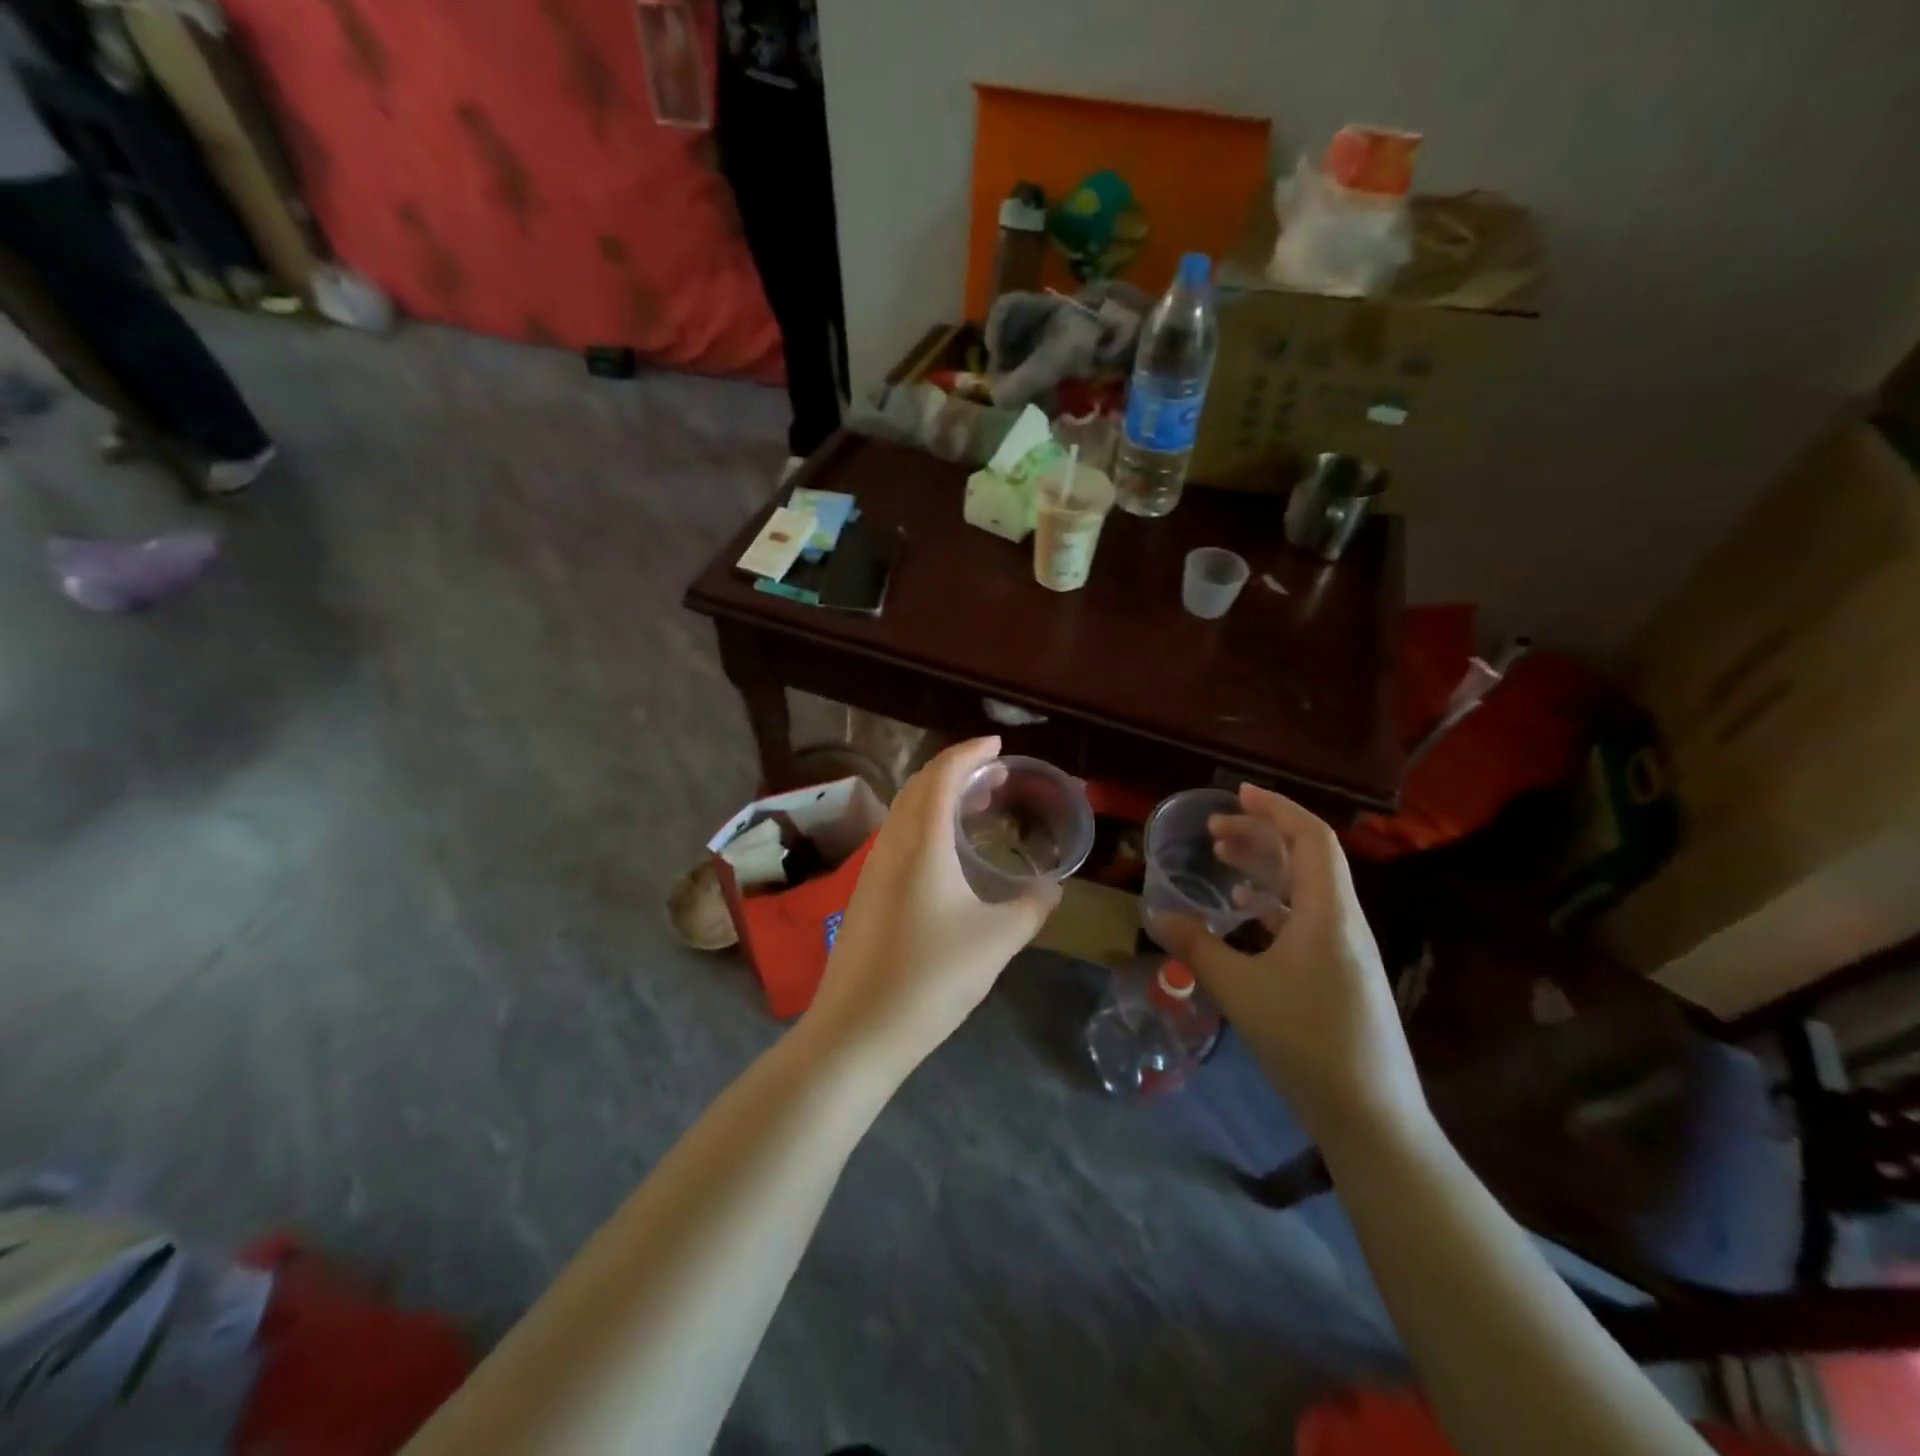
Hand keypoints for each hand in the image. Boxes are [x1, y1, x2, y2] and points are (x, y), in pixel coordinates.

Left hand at [803, 737, 1060, 1073]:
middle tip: (996, 776)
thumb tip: (1051, 887)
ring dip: (939, 798)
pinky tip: (947, 855)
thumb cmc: (931, 978)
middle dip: (957, 771)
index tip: (999, 746)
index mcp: (921, 843)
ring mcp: (872, 870)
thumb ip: (1031, 907)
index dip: (970, 752)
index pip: (942, 775)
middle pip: (919, 787)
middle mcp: (891, 845)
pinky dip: (926, 825)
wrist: (857, 1031)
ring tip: (977, 808)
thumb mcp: (996, 941)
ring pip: (906, 813)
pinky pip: (899, 838)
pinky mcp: (865, 895)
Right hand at [1150, 785, 1426, 1143]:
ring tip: (1223, 861)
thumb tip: (1155, 914)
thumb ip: (1196, 948)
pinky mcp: (1341, 973)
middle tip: (1215, 831)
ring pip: (1306, 887)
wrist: (1372, 1117)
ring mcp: (1345, 948)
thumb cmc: (1307, 1043)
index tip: (1237, 793)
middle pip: (1307, 857)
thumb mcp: (1240, 991)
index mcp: (1328, 913)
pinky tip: (1246, 913)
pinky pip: (1306, 918)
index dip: (1276, 808)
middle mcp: (1342, 920)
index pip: (1310, 837)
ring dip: (1266, 867)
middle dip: (1261, 834)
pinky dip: (1274, 903)